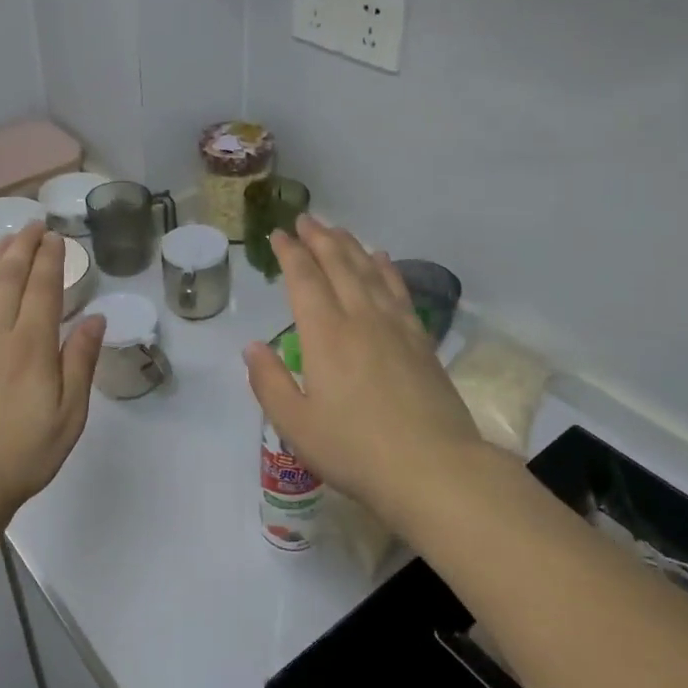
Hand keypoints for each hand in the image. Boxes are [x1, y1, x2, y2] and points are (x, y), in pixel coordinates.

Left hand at [0, 226, 105, 529]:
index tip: (56, 236)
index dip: (50, 259)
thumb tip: (95, 317)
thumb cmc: (21, 455)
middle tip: (32, 224)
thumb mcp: (69, 416)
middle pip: (8, 278)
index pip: (42, 289)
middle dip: (22, 246)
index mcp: (30, 347)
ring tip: (7, 240)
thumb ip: (80, 362)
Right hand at [244, 216, 484, 519]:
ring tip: (338, 229)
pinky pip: (400, 291)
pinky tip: (383, 259)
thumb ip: (269, 382)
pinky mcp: (421, 341)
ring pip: (370, 271)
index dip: (291, 254)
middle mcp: (360, 318)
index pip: (304, 280)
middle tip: (306, 219)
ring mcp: (396, 327)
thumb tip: (253, 346)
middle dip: (320, 238)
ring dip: (351, 246)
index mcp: (325, 335)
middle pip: (339, 265)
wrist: (434, 469)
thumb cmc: (355, 450)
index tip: (280, 234)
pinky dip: (387, 269)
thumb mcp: (295, 425)